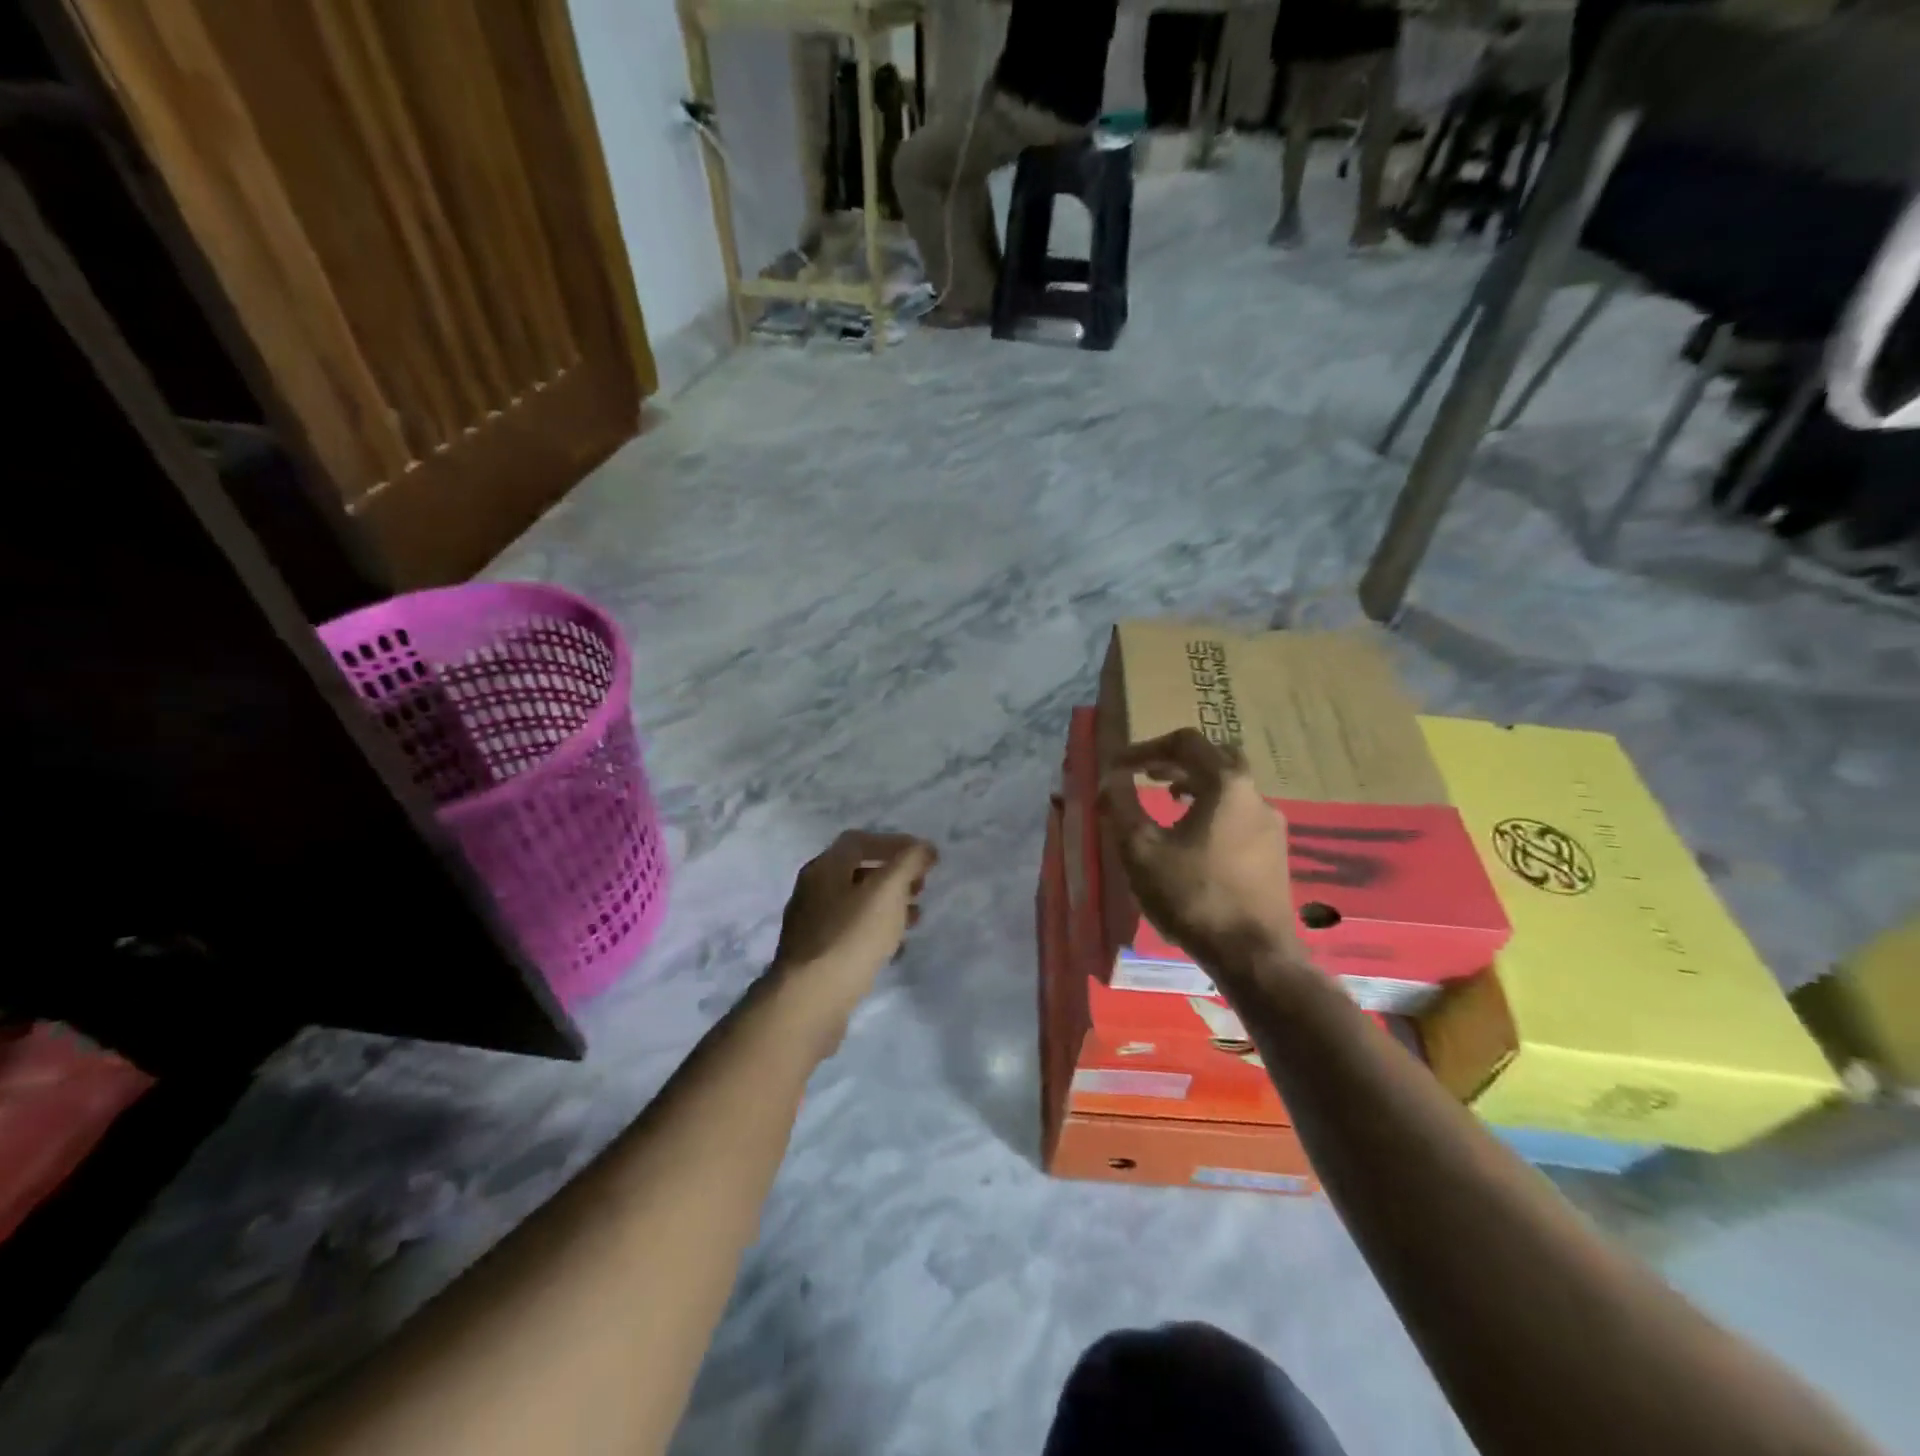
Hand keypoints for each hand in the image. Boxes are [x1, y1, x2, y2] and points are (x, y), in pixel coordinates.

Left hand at [771, 831, 937, 1046]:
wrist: (809, 1001)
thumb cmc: (850, 937)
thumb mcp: (887, 891)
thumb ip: (908, 863)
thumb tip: (924, 848)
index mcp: (824, 868)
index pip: (859, 841)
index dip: (894, 843)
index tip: (924, 857)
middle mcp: (812, 891)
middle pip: (857, 872)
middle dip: (893, 876)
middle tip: (921, 887)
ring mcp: (810, 925)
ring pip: (855, 905)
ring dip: (887, 905)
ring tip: (915, 918)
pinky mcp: (816, 957)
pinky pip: (850, 933)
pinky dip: (876, 932)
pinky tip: (895, 949)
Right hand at [1099, 730, 1304, 982]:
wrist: (1254, 955)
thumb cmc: (1192, 896)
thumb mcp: (1141, 850)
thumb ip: (1121, 806)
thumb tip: (1109, 779)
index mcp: (1226, 784)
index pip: (1185, 742)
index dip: (1146, 747)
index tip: (1119, 767)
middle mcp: (1256, 795)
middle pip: (1216, 757)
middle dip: (1178, 760)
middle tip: (1149, 774)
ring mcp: (1272, 825)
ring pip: (1232, 787)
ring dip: (1197, 785)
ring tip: (1169, 802)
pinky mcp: (1276, 853)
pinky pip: (1241, 814)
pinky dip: (1213, 810)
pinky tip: (1195, 840)